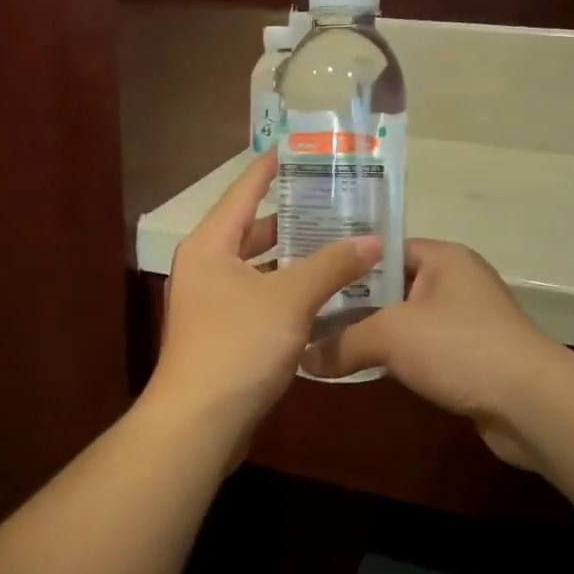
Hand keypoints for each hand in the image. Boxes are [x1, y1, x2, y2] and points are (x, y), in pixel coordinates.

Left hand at [146, 152, 380, 446]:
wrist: (199, 423)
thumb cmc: (239, 345)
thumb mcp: (290, 299)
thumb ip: (332, 265)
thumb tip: (374, 240)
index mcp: (211, 244)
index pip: (244, 190)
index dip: (272, 168)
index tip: (301, 150)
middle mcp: (207, 265)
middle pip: (254, 229)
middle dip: (295, 217)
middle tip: (338, 203)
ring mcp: (213, 301)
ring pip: (261, 267)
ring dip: (296, 259)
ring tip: (342, 244)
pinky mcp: (225, 332)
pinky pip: (262, 297)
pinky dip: (290, 292)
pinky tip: (327, 294)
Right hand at [316, 240, 566, 470]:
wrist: (531, 404)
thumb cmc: (459, 347)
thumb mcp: (391, 336)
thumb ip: (342, 342)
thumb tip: (302, 359)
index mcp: (442, 258)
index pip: (383, 248)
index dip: (346, 262)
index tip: (309, 277)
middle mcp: (455, 281)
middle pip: (390, 286)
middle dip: (351, 303)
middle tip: (307, 313)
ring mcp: (464, 321)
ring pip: (403, 321)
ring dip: (370, 334)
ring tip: (323, 342)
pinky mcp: (469, 357)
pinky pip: (420, 349)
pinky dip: (393, 358)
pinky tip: (361, 369)